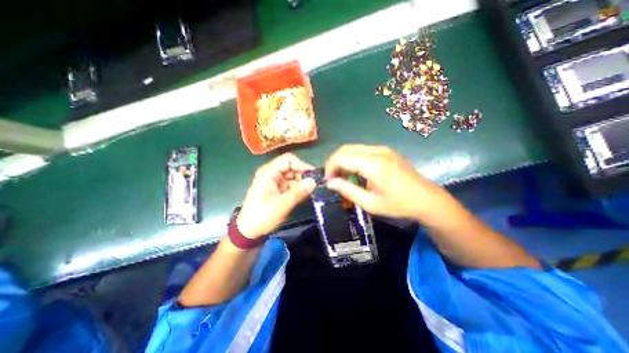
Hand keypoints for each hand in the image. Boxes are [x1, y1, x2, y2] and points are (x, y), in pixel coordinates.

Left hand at [237, 153, 317, 238]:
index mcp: (269, 173)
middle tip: (315, 185)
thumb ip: (298, 192)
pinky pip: (291, 184)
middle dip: (304, 175)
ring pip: (293, 176)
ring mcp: (275, 181)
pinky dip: (299, 188)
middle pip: (292, 167)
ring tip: (312, 191)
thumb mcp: (281, 205)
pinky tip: (305, 195)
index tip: (314, 176)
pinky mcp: (278, 189)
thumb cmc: (262, 217)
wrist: (248, 232)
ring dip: (302, 182)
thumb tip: (314, 181)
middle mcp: (272, 174)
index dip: (302, 165)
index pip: (288, 160)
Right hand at [324, 143, 451, 219]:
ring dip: (343, 160)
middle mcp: (377, 151)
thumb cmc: (398, 204)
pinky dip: (353, 159)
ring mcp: (383, 149)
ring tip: (343, 176)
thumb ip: (347, 190)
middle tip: (333, 178)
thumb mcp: (369, 203)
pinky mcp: (386, 151)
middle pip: (345, 149)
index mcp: (373, 164)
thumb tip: (330, 183)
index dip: (330, 167)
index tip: (329, 181)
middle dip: (334, 162)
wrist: (427, 199)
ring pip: (353, 148)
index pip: (341, 157)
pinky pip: (362, 150)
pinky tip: (356, 171)